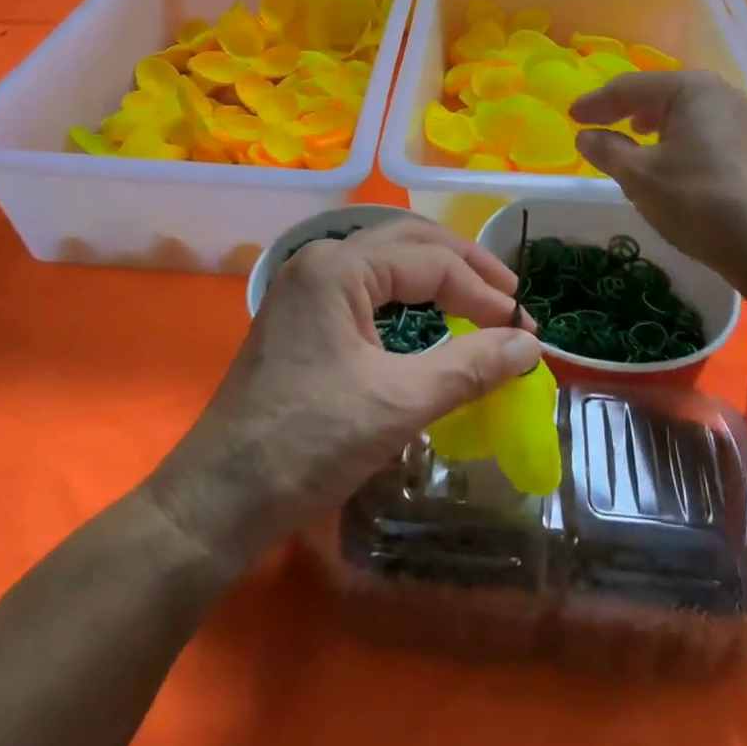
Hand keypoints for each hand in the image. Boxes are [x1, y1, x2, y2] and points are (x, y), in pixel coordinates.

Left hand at [148, 218, 541, 566]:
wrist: (216, 502)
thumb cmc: (306, 444)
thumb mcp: (397, 403)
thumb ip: (469, 367)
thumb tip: (530, 345)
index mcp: (338, 267)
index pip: (431, 262)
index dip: (484, 292)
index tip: (525, 330)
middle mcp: (320, 261)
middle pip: (409, 243)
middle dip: (464, 265)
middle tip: (509, 297)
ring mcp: (307, 288)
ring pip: (388, 262)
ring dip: (436, 276)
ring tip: (479, 299)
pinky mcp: (303, 318)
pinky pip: (369, 289)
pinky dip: (408, 297)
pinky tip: (429, 317)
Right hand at [571, 70, 746, 280]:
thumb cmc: (695, 199)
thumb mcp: (638, 175)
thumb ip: (607, 150)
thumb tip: (585, 136)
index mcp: (690, 88)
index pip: (630, 87)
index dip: (596, 103)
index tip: (571, 117)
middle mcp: (719, 92)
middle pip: (659, 92)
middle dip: (624, 108)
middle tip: (594, 123)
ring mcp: (740, 117)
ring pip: (682, 110)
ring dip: (650, 120)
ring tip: (628, 134)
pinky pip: (701, 127)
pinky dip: (675, 135)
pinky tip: (665, 154)